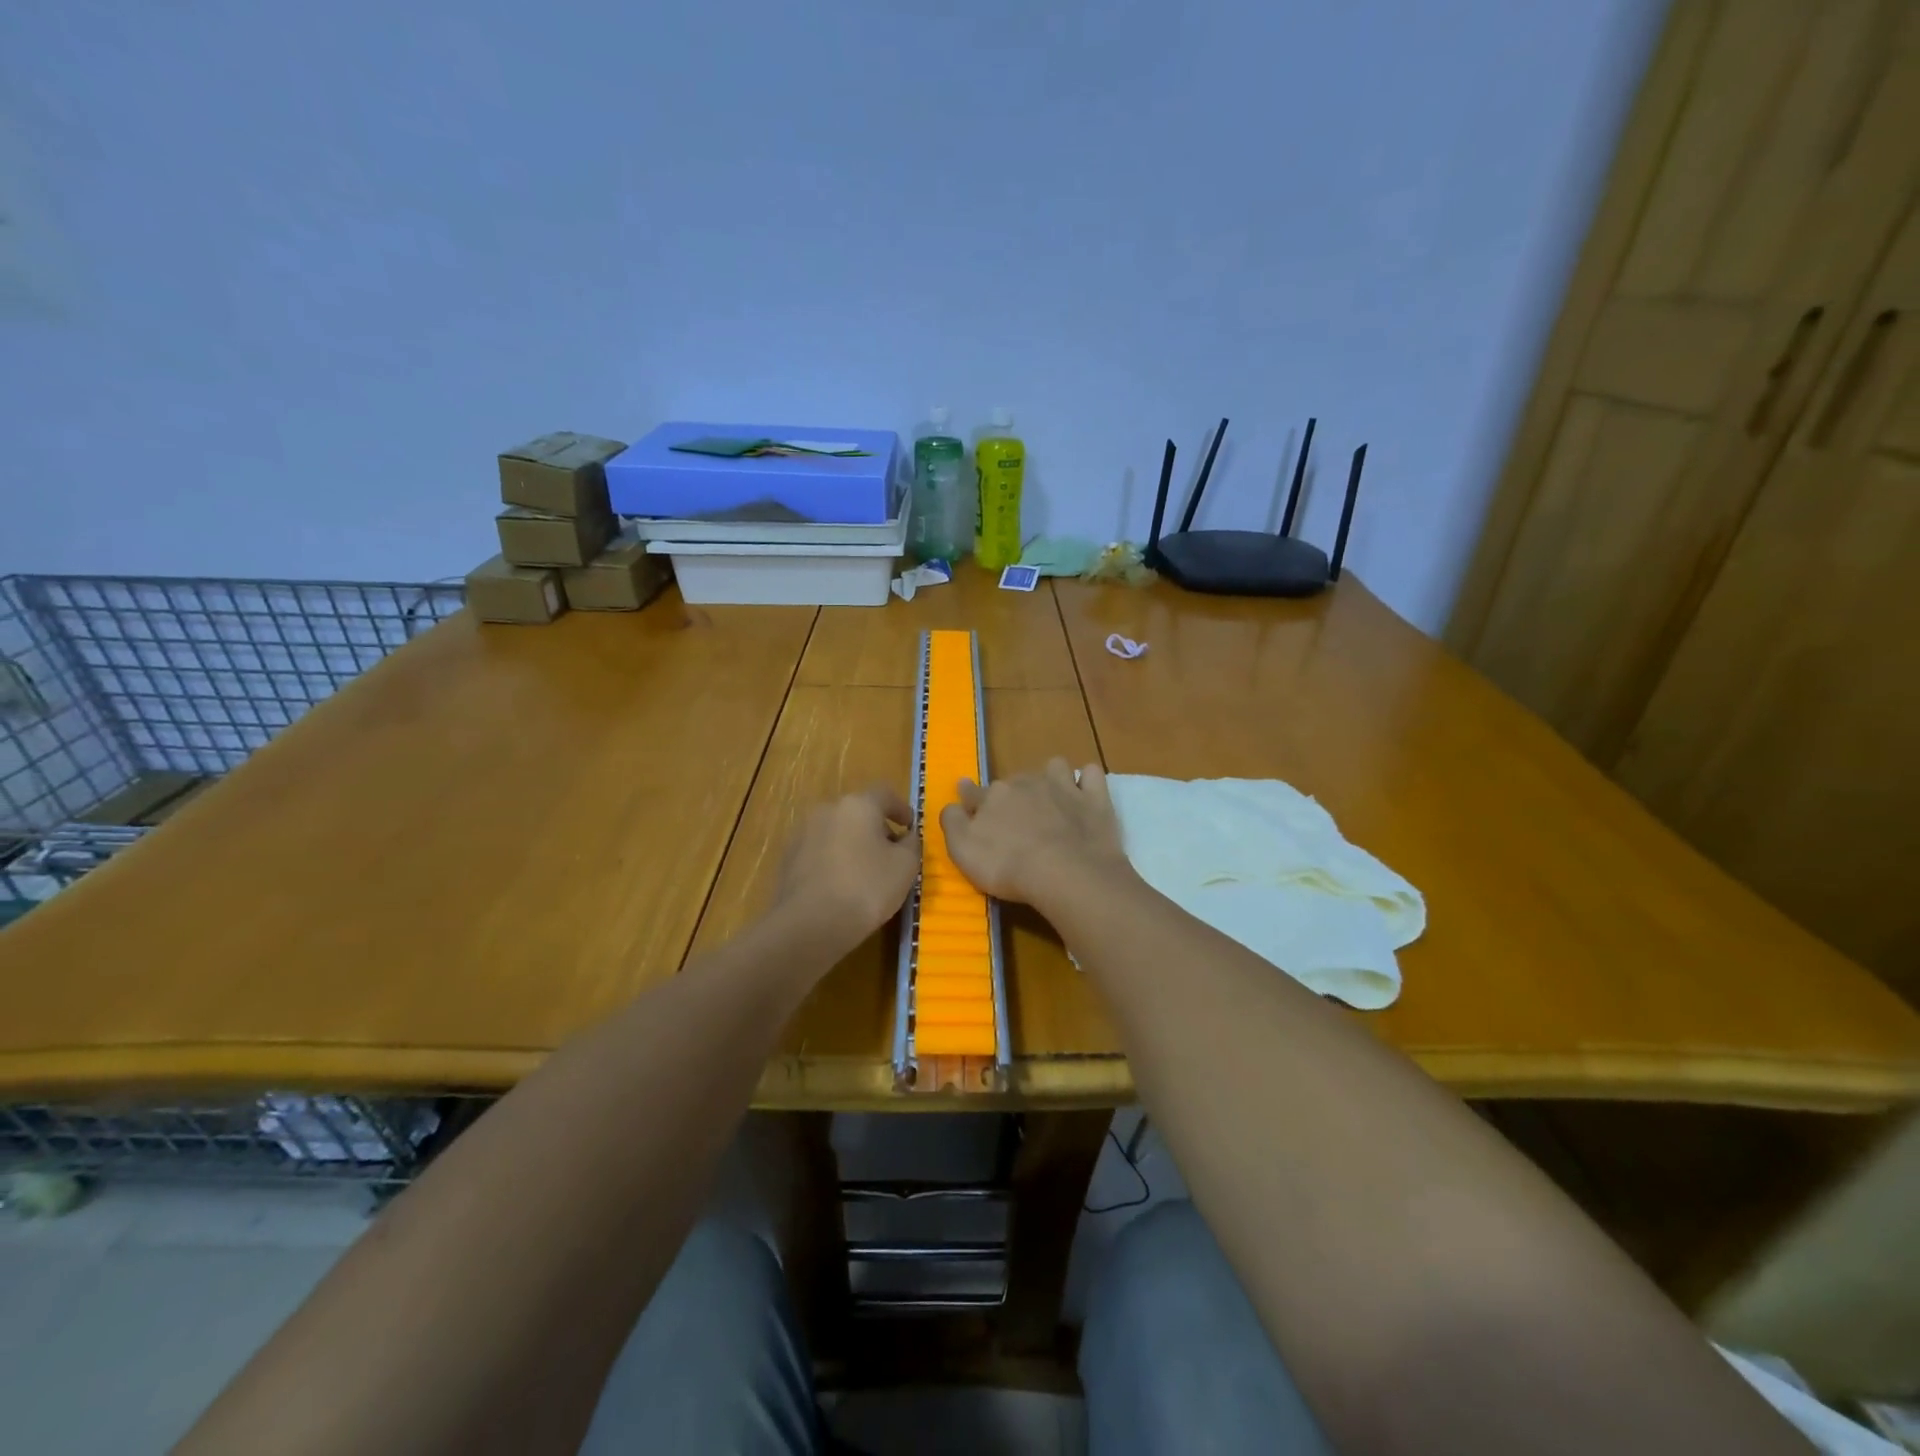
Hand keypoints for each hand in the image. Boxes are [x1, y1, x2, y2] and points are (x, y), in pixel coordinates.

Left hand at [772, 785, 921, 950]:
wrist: (810, 924)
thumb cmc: (866, 888)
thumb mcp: (906, 866)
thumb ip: (911, 844)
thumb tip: (906, 836)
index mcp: (858, 805)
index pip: (885, 793)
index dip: (901, 808)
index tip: (909, 827)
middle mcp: (827, 810)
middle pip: (858, 812)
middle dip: (876, 829)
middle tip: (890, 854)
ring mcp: (803, 833)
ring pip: (836, 831)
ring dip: (852, 844)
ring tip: (865, 873)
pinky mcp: (788, 858)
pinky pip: (819, 852)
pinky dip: (833, 861)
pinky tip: (840, 886)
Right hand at [939, 759, 1134, 908]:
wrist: (1064, 872)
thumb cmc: (1007, 866)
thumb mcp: (963, 851)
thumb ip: (953, 824)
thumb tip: (951, 805)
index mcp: (993, 796)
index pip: (974, 792)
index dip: (969, 795)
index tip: (966, 795)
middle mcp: (1025, 783)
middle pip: (1014, 782)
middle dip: (1012, 793)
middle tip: (1015, 817)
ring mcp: (1063, 787)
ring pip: (1054, 767)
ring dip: (1052, 777)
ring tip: (1052, 796)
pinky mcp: (1094, 798)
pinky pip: (1092, 775)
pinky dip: (1088, 780)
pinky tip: (1086, 791)